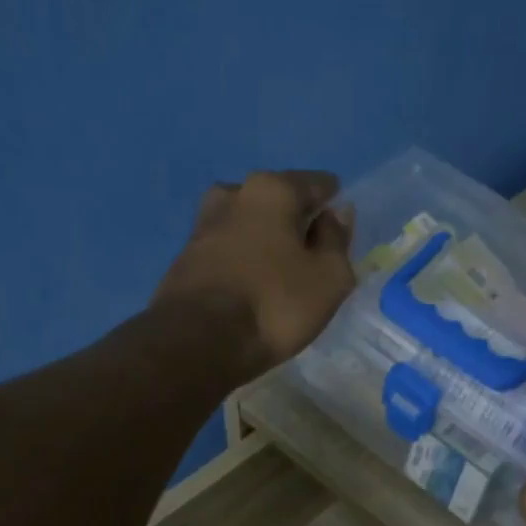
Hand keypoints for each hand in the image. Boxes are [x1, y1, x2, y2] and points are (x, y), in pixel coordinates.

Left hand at [152, 170, 355, 380]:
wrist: (197, 342)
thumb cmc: (274, 305)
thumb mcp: (328, 278)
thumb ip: (337, 240)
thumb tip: (336, 214)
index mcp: (272, 189)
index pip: (316, 184)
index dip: (333, 204)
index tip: (340, 229)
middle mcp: (233, 195)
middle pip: (277, 200)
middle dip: (295, 219)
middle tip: (311, 252)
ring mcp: (203, 226)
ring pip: (247, 224)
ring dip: (264, 239)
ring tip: (280, 270)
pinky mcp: (185, 259)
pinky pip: (227, 250)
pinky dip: (242, 260)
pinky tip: (251, 284)